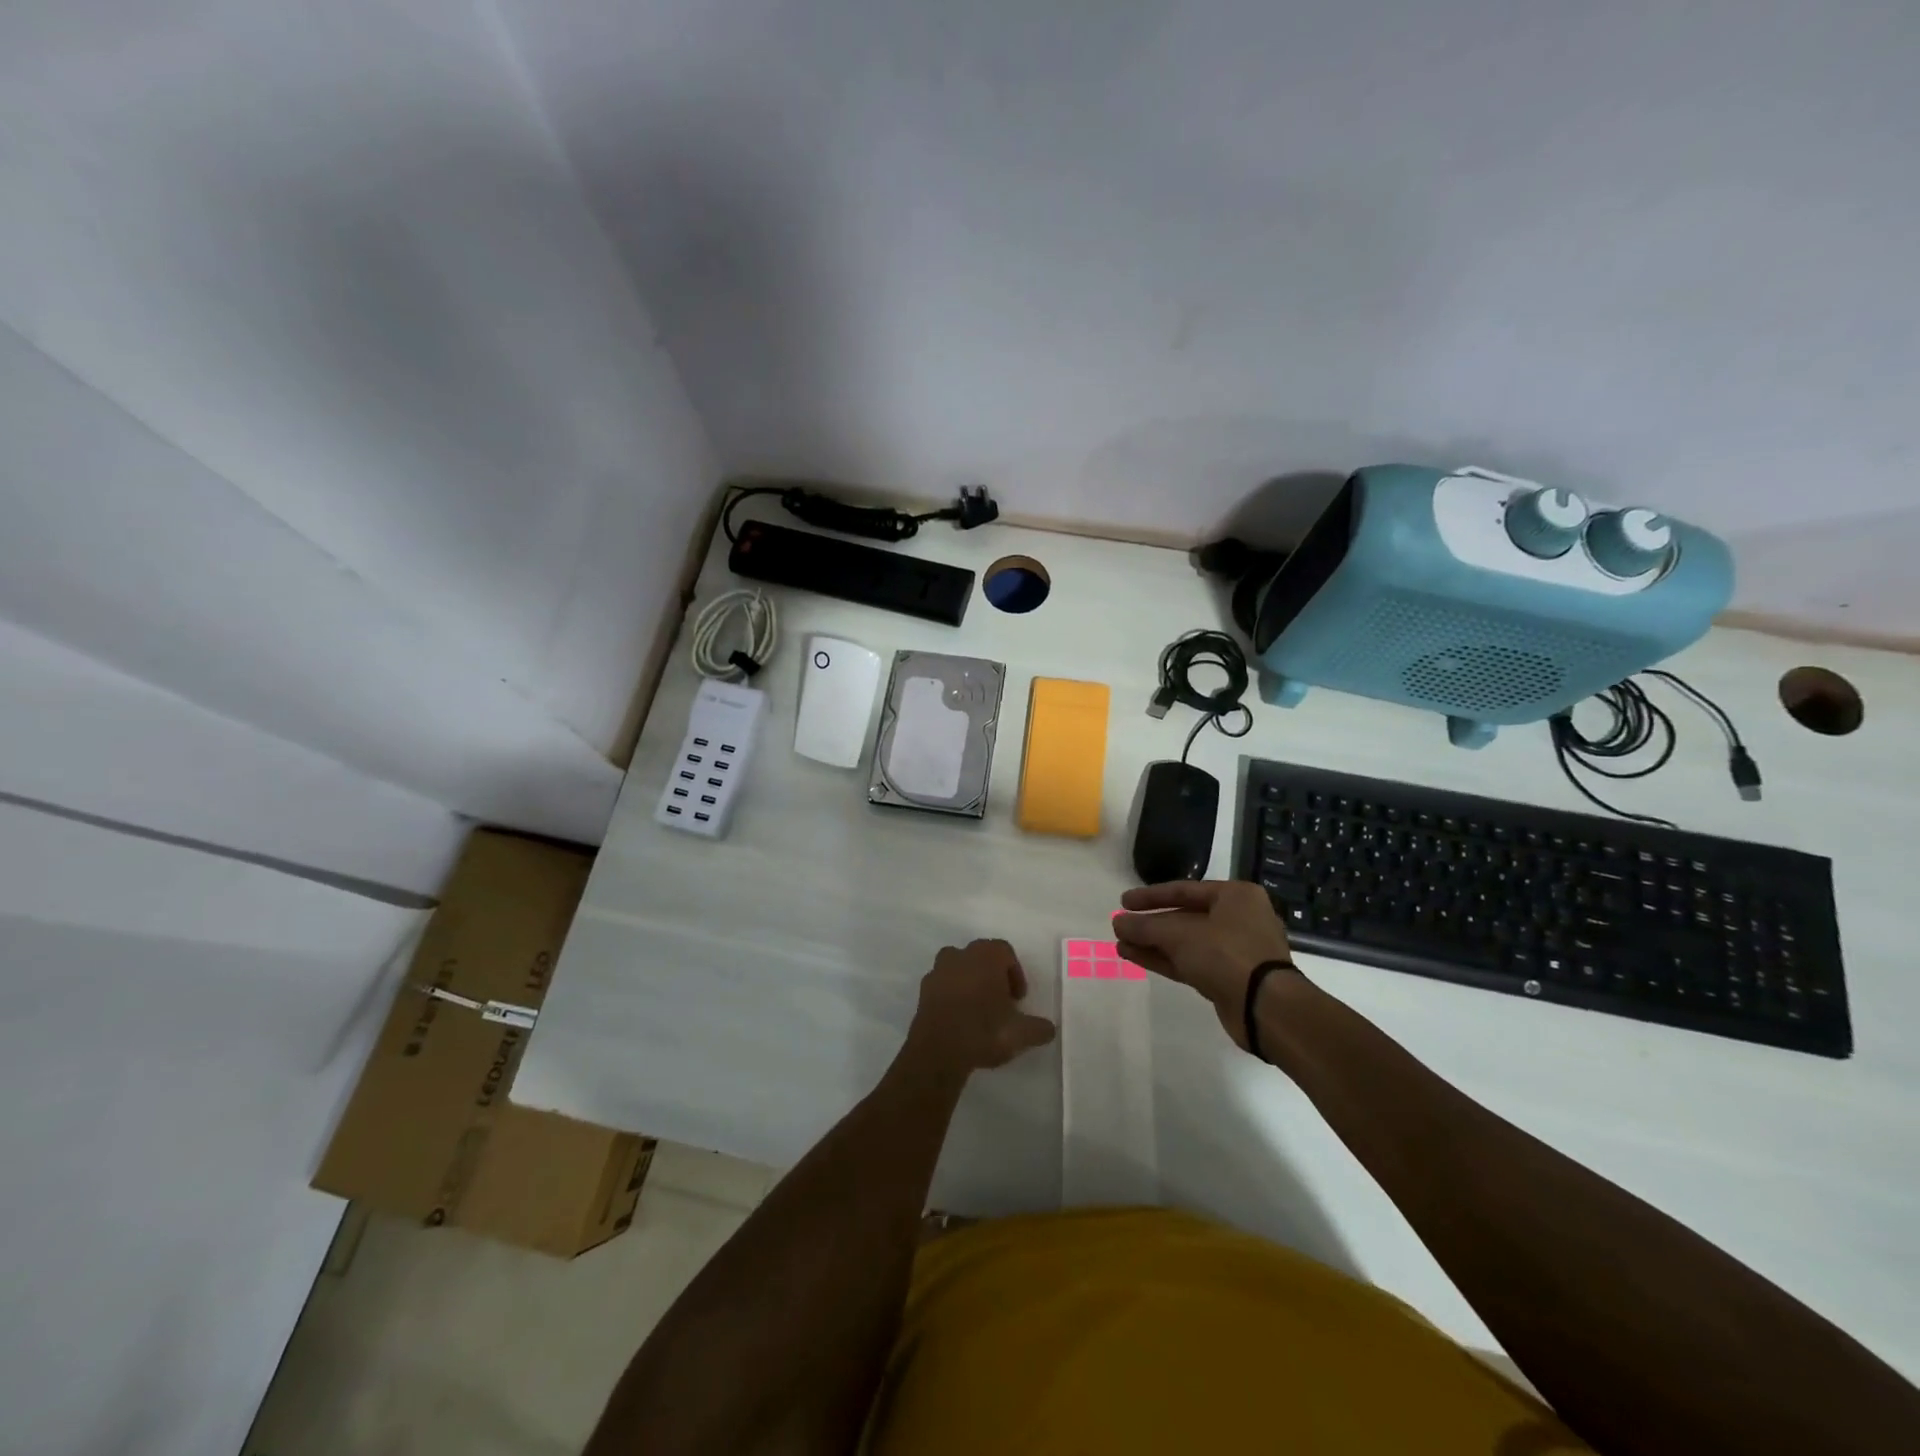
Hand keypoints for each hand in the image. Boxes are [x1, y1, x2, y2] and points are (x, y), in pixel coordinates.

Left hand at [904, 939, 1056, 1074]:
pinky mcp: (923, 989)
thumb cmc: (984, 1031)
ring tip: (978, 1009)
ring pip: (959, 967)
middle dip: (992, 975)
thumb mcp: (1021, 1034)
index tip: (1018, 999)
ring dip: (970, 981)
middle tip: (1000, 1003)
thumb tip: (1049, 1029)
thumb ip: (1039, 1028)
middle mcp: (961, 955)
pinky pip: (943, 984)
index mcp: (987, 956)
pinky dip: (951, 995)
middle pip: (981, 956)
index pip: (1005, 952)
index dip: (1015, 973)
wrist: (938, 1051)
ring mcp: (939, 970)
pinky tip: (959, 1018)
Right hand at [1113, 881, 1301, 1049]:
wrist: (1265, 1007)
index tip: (1124, 901)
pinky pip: (1190, 962)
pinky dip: (1164, 959)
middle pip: (1184, 917)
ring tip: (1121, 943)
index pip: (1184, 890)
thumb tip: (1118, 922)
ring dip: (1153, 943)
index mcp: (1235, 896)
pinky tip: (1135, 957)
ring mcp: (1234, 951)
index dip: (1151, 896)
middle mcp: (1238, 919)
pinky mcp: (1228, 978)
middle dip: (1151, 924)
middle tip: (1121, 925)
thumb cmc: (1226, 954)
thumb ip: (1146, 927)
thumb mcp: (1180, 935)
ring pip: (1186, 942)